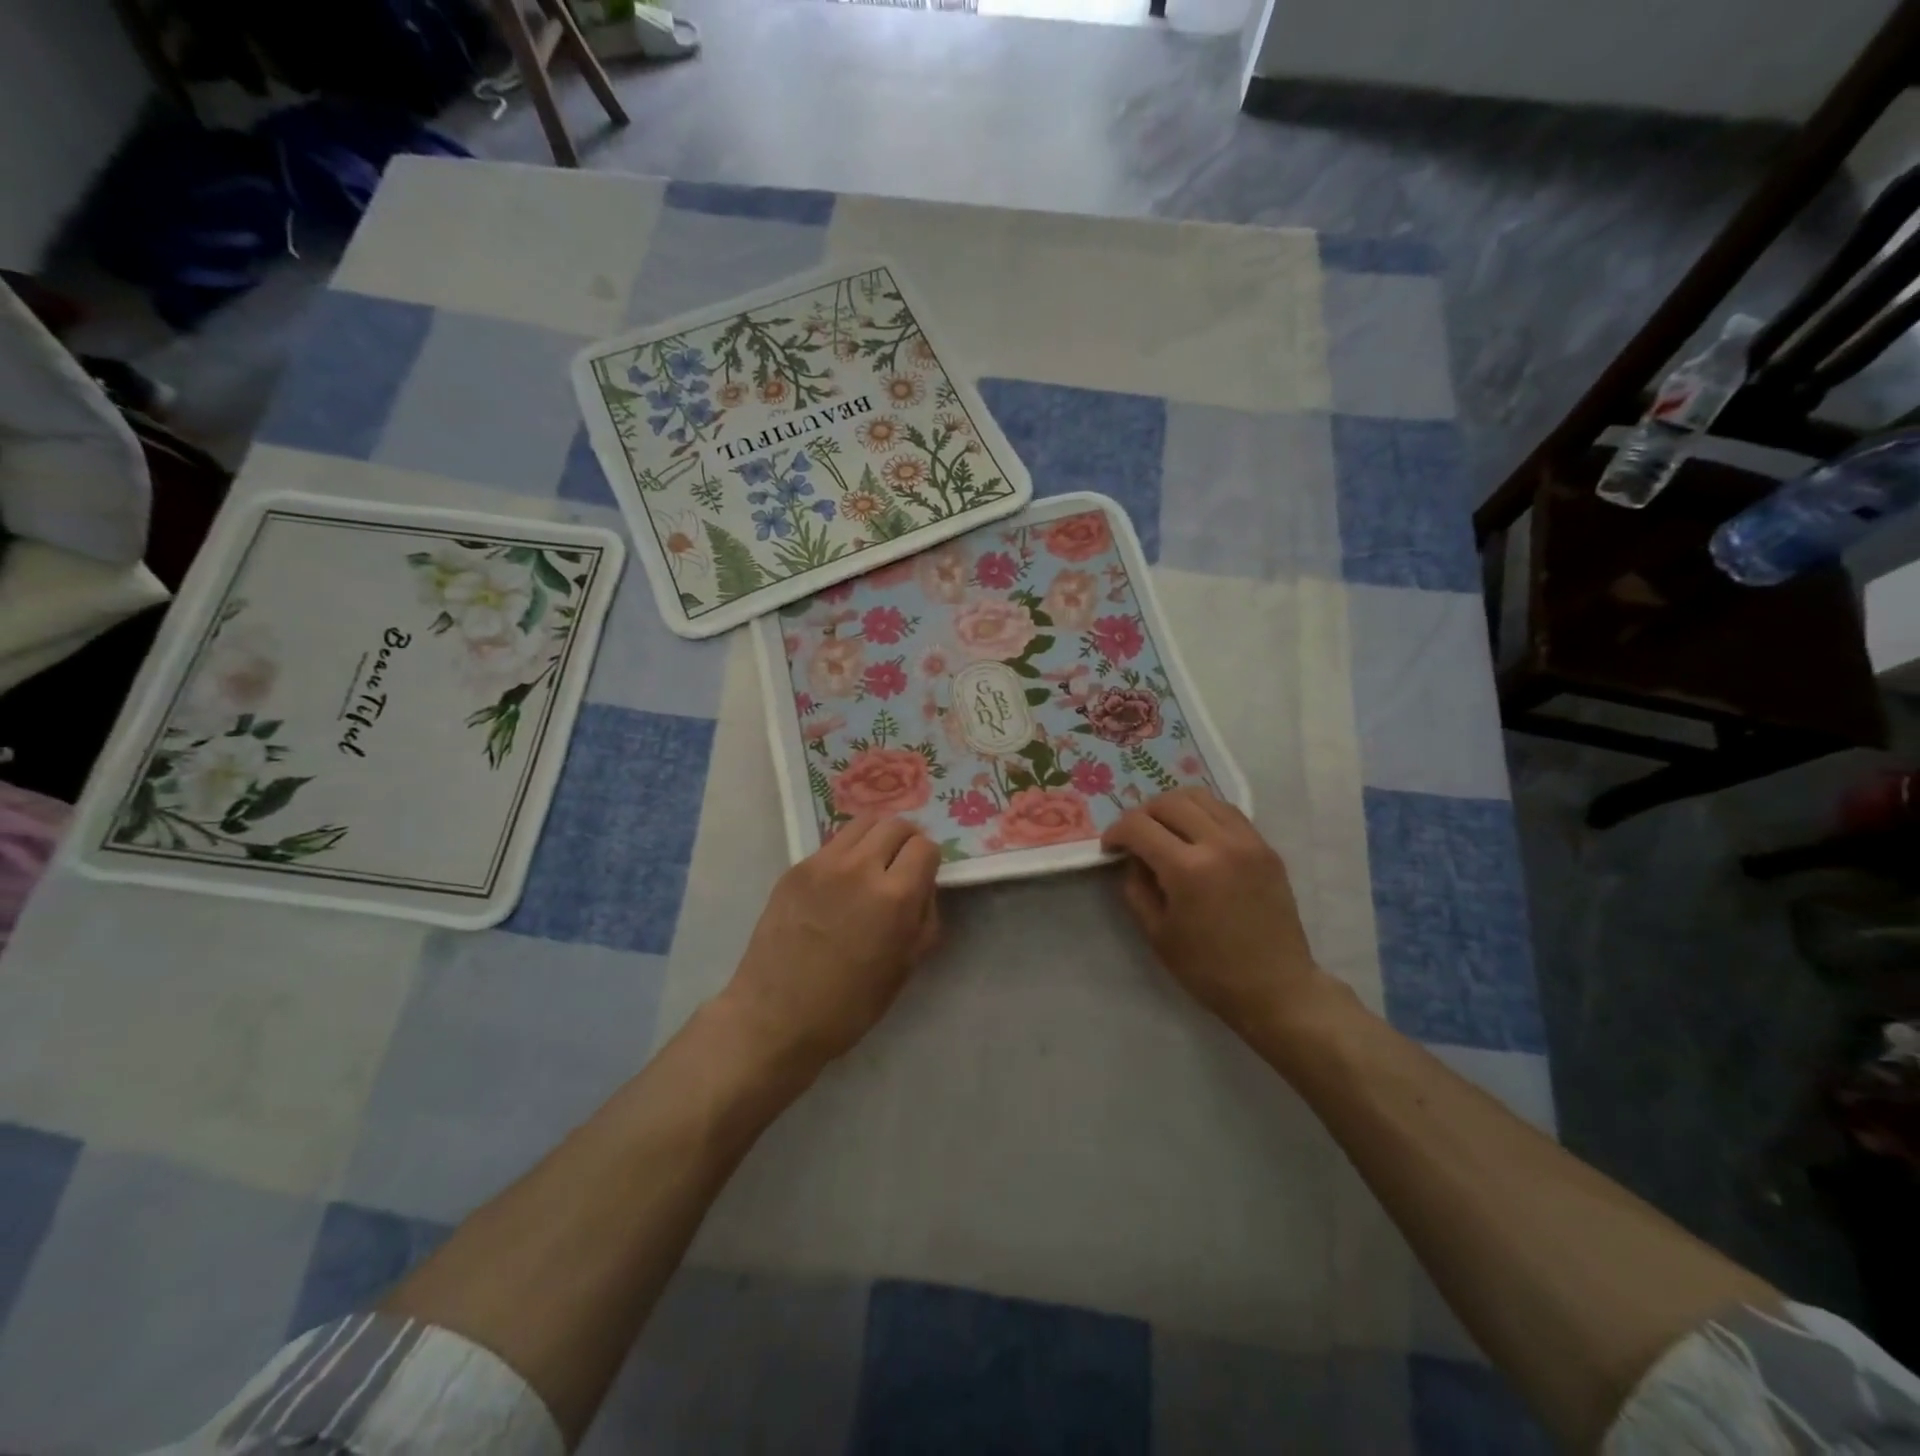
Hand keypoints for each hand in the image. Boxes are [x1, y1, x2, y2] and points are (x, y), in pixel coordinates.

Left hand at [718, 815, 941, 1074]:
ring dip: (876, 838)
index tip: (922, 876)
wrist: (777, 1016)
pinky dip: (846, 854)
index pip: (925, 846)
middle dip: (906, 840)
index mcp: (895, 896)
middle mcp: (860, 867)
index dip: (929, 860)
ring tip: (872, 865)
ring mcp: (823, 864)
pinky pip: (832, 845)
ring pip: (862, 824)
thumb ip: (924, 915)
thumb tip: (922, 885)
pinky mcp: (795, 869)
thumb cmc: (851, 1004)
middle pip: (895, 824)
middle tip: (901, 864)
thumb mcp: (907, 965)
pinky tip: (839, 885)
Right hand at [1101, 788, 1329, 1035]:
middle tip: (1135, 837)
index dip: (1116, 832)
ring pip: (1201, 796)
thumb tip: (1133, 858)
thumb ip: (1137, 887)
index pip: (1139, 826)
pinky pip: (1227, 811)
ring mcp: (1247, 841)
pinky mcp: (1265, 847)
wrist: (1275, 987)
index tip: (1111, 847)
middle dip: (1142, 814)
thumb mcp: (1156, 932)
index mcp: (1187, 869)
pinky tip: (1196, 836)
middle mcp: (1218, 843)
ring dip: (1174, 807)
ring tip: (1165, 829)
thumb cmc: (1208, 969)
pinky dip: (1204, 814)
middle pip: (1169, 802)